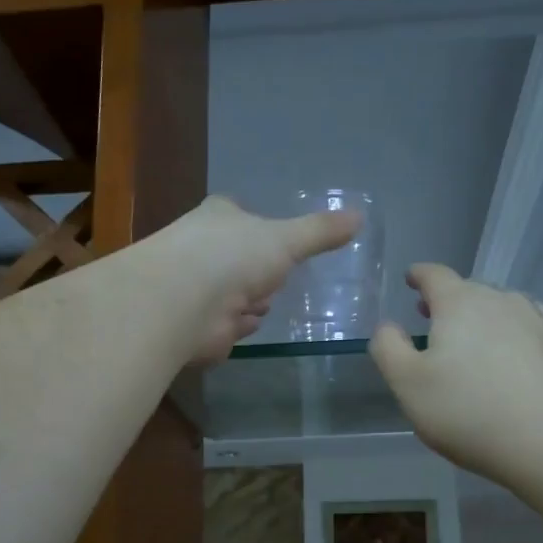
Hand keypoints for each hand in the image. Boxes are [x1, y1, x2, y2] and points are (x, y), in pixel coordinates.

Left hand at [142, 195, 360, 363]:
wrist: (182, 303)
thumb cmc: (232, 257)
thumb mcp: (286, 240)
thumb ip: (320, 232)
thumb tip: (360, 217)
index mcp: (220, 217)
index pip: (239, 215)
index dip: (257, 227)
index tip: (277, 238)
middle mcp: (203, 249)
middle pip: (238, 259)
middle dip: (257, 272)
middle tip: (278, 278)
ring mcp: (198, 289)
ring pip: (233, 294)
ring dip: (249, 302)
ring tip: (263, 304)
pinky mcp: (197, 325)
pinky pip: (226, 325)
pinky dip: (237, 327)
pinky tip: (245, 326)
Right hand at [369, 264, 542, 484]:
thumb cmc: (468, 411)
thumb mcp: (407, 384)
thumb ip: (388, 348)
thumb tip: (387, 326)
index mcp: (459, 304)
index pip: (434, 276)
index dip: (419, 276)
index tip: (411, 278)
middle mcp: (500, 301)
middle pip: (469, 290)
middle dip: (449, 300)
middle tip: (433, 317)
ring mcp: (537, 322)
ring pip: (503, 307)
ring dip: (484, 316)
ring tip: (473, 335)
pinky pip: (533, 326)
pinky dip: (517, 330)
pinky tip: (518, 344)